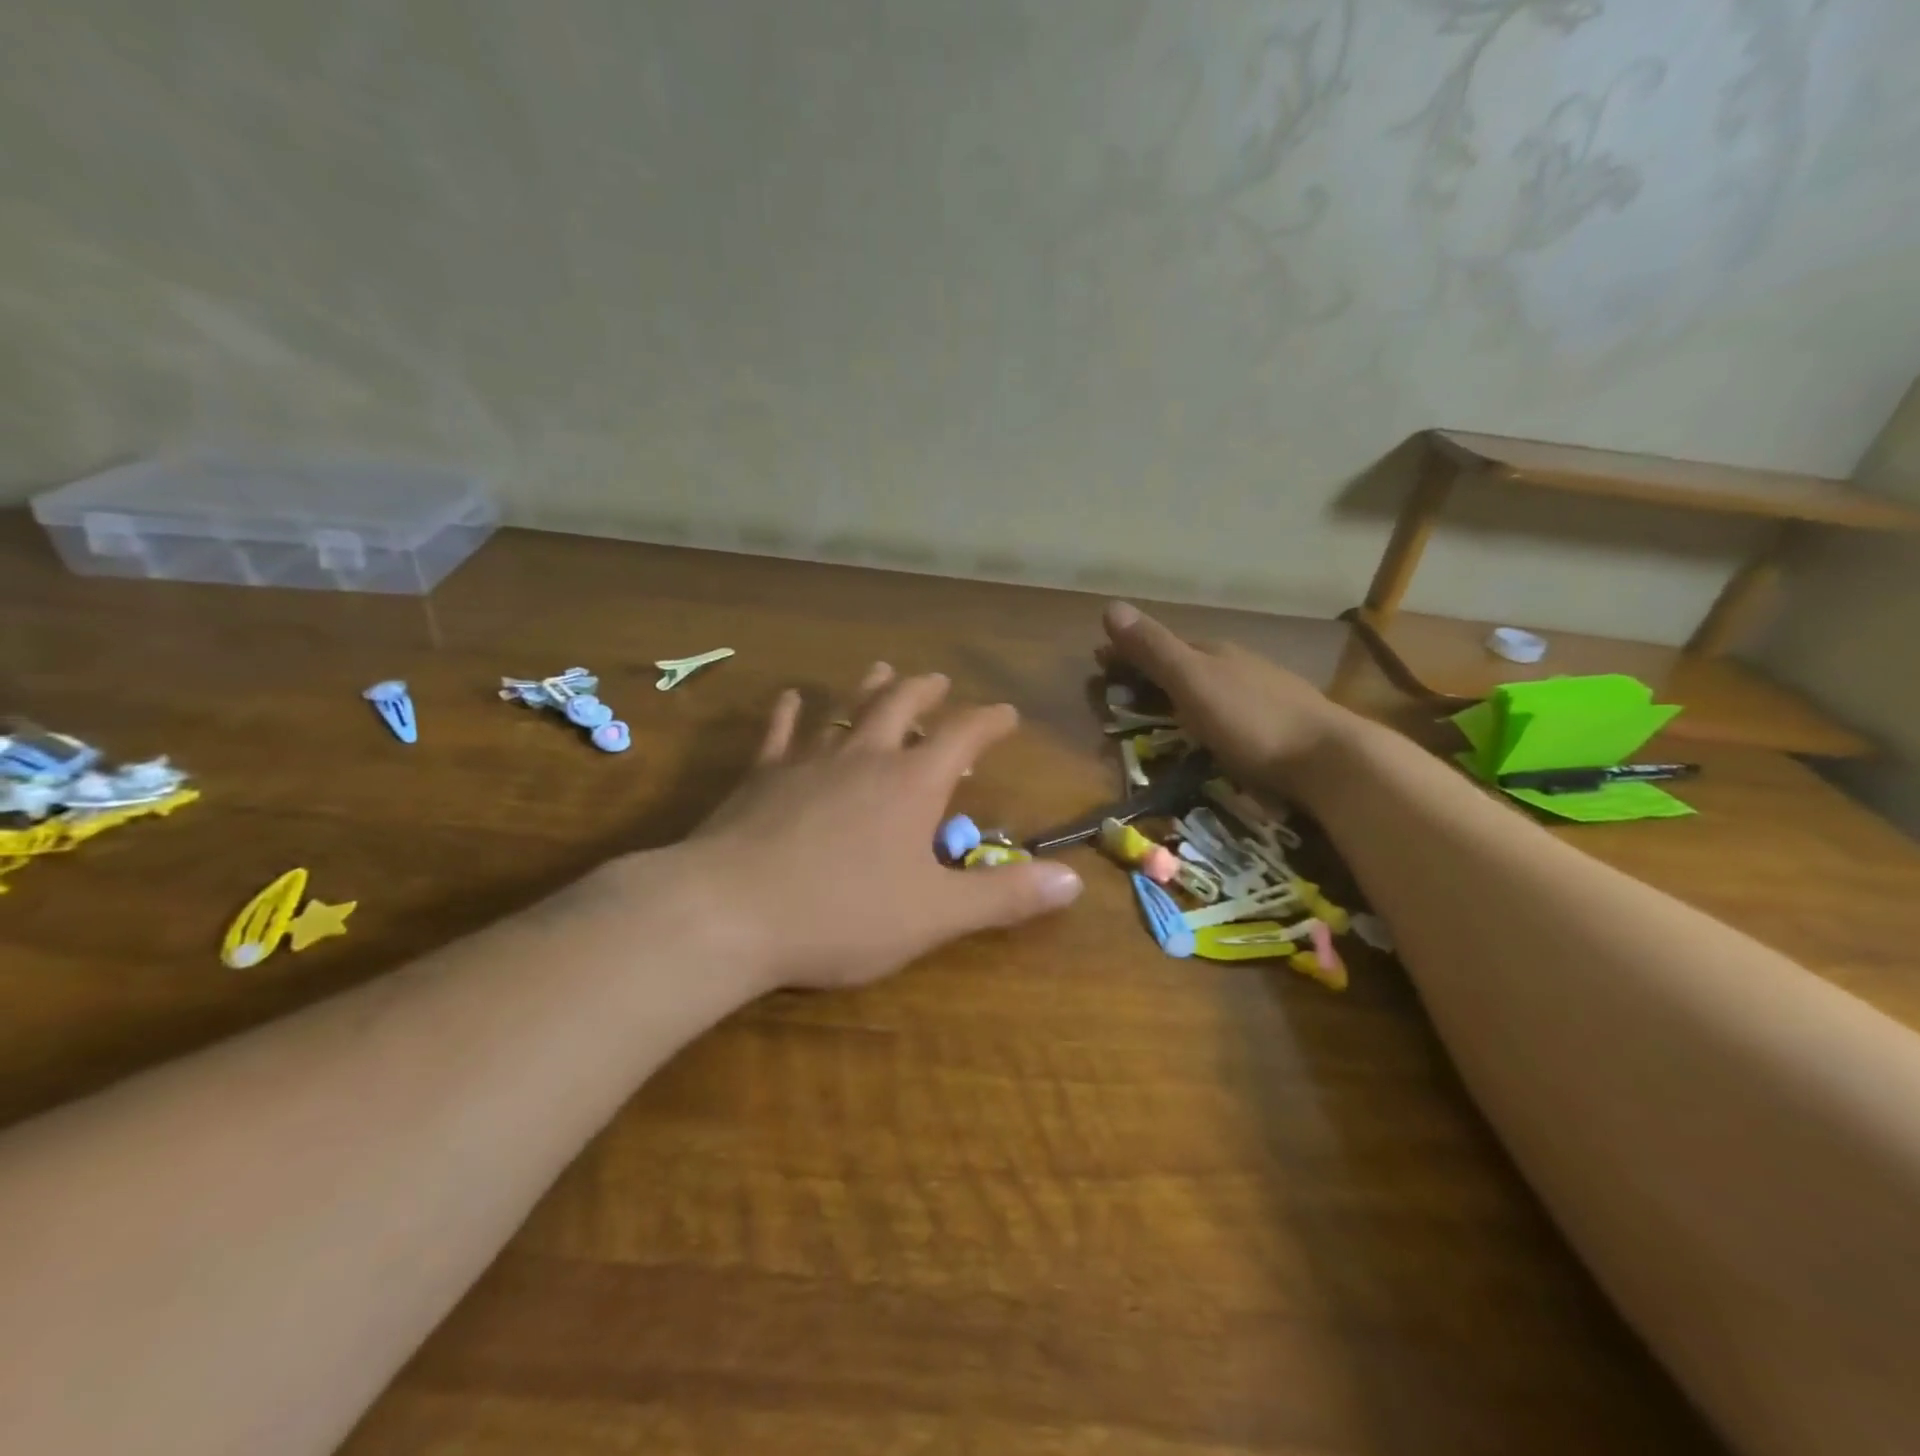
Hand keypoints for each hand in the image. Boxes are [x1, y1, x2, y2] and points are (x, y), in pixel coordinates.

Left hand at [675, 663, 1083, 991]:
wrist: (729, 912)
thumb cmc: (842, 915)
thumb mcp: (935, 914)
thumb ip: (1004, 896)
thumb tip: (1074, 880)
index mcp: (911, 785)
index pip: (962, 737)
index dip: (988, 722)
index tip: (1006, 713)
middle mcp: (863, 758)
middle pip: (901, 707)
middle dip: (926, 692)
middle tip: (938, 680)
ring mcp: (807, 762)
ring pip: (845, 710)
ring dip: (868, 689)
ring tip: (883, 669)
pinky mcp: (760, 777)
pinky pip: (779, 733)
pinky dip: (790, 713)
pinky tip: (791, 698)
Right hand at [1100, 601, 1359, 797]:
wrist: (1330, 758)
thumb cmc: (1251, 720)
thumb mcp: (1193, 682)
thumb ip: (1153, 649)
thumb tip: (1110, 606)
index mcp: (1214, 652)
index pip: (1160, 645)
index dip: (1128, 653)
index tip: (1100, 663)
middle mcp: (1239, 664)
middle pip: (1187, 662)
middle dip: (1153, 672)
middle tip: (1124, 692)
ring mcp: (1265, 691)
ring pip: (1213, 685)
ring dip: (1183, 692)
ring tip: (1162, 712)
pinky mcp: (1283, 721)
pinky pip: (1233, 708)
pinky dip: (1210, 711)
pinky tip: (1214, 727)